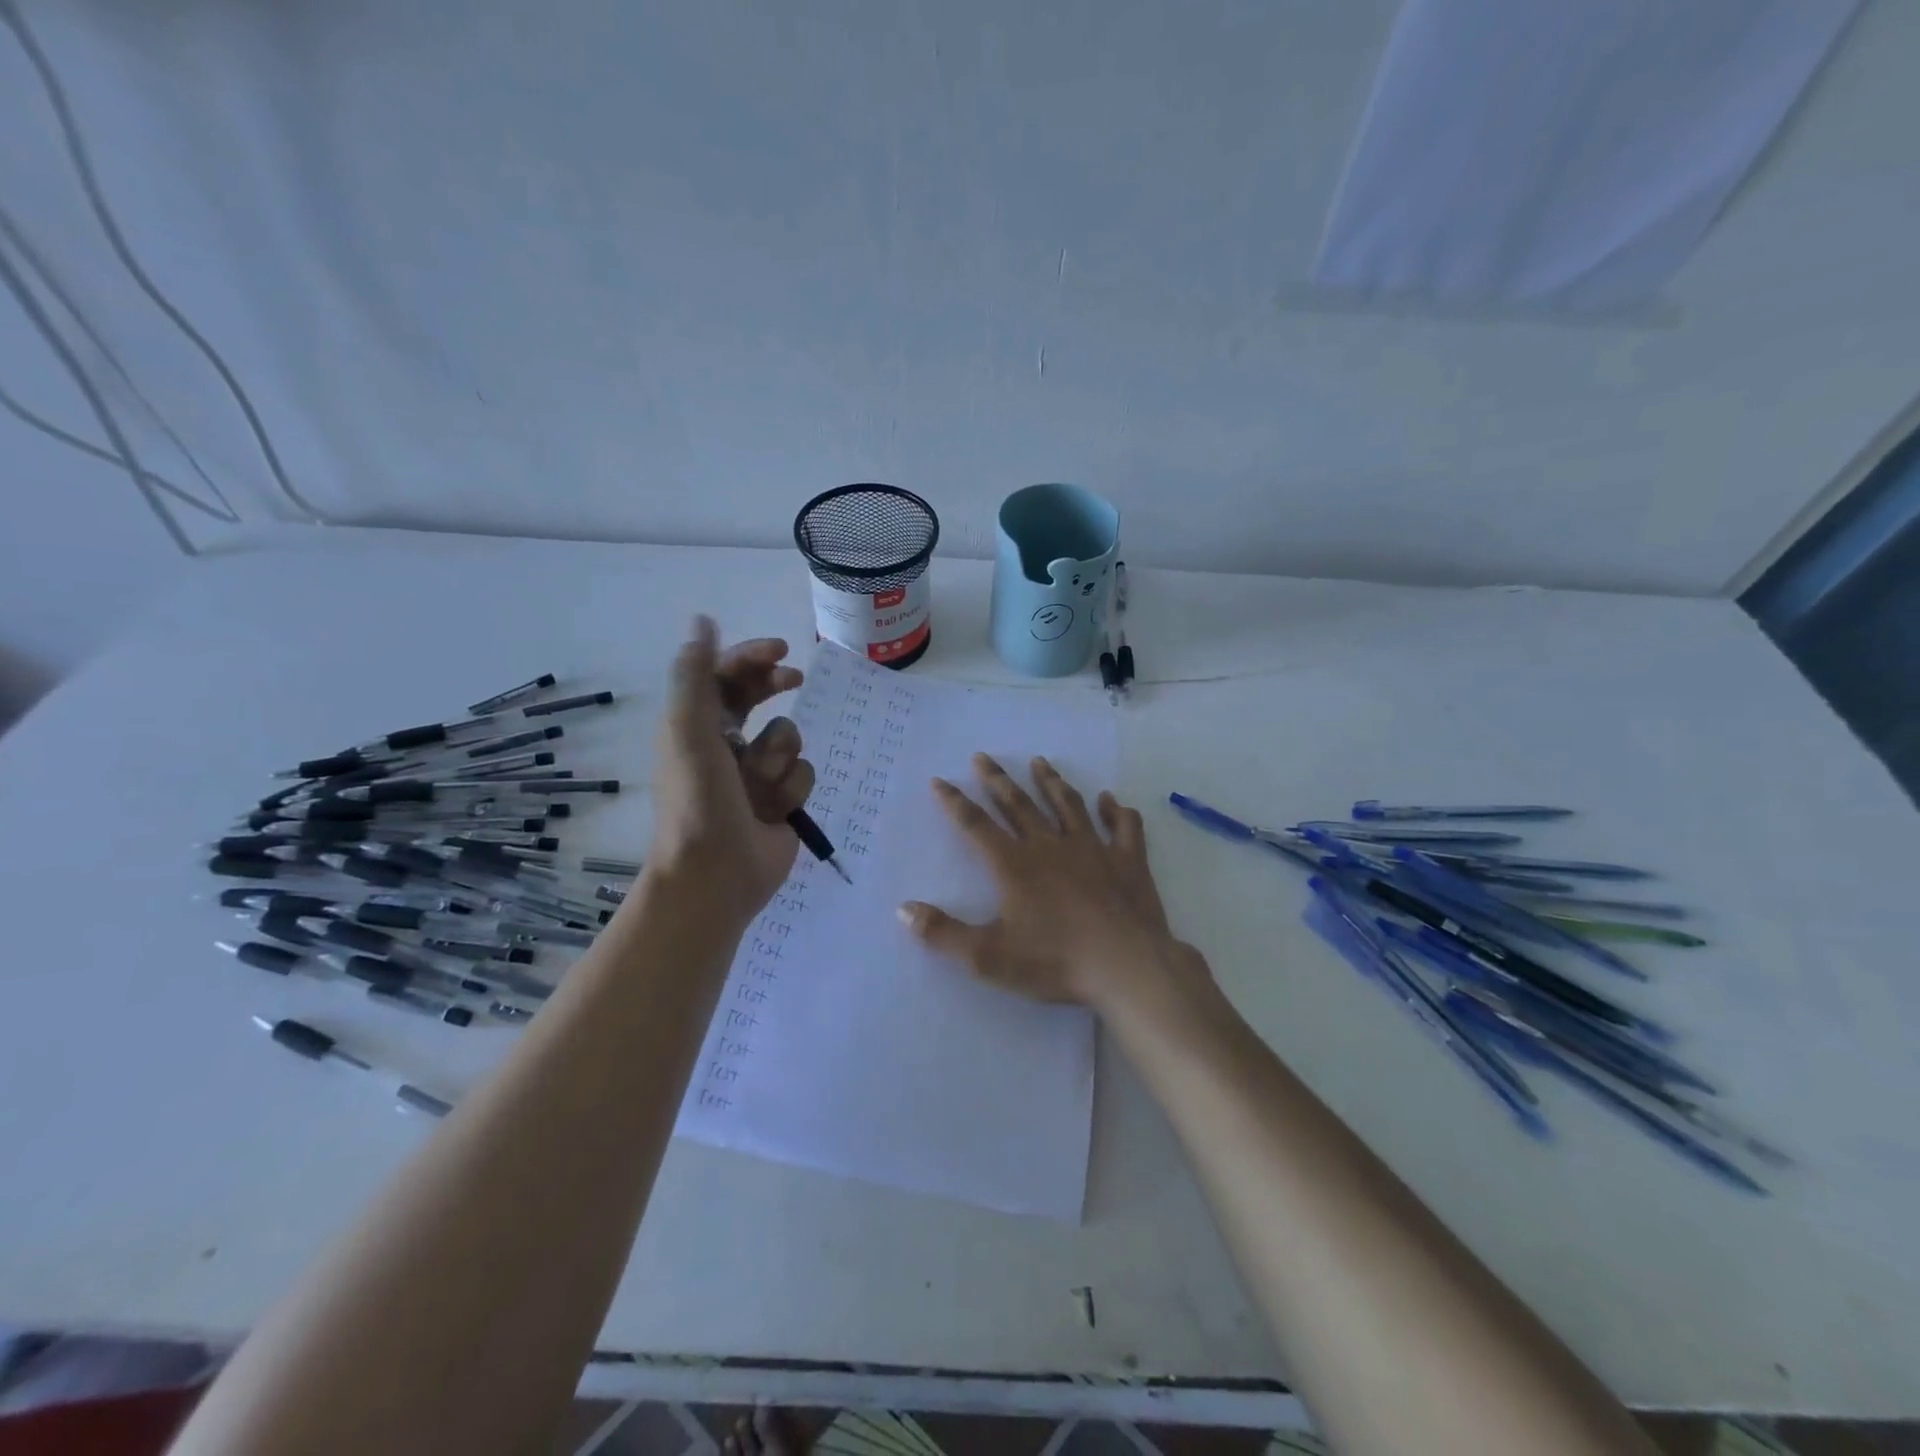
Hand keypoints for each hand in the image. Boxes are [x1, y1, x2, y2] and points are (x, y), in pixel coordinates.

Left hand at [647, 618, 815, 924]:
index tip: (780, 650)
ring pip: (789, 738)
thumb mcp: (688, 730)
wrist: (716, 874)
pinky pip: (803, 774)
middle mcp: (726, 744)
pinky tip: (775, 811)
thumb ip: (695, 674)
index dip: (751, 656)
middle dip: (775, 687)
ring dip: (779, 758)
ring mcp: (756, 774)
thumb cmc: (698, 800)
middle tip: (794, 677)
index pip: (726, 676)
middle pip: (760, 698)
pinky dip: (791, 789)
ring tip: (760, 786)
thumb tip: (702, 621)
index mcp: (697, 725)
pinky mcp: (781, 801)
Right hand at [897, 754, 1199, 1011]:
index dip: (954, 802)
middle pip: (1018, 805)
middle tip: (983, 757)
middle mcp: (1050, 846)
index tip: (939, 780)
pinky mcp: (1127, 860)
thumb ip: (943, 934)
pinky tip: (1112, 801)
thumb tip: (903, 909)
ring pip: (1068, 806)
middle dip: (997, 780)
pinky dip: (1117, 812)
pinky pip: (1123, 828)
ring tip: (1040, 762)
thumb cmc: (1055, 962)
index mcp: (1015, 865)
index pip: (976, 826)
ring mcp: (1093, 849)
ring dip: (1051, 782)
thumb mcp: (988, 957)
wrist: (1126, 966)